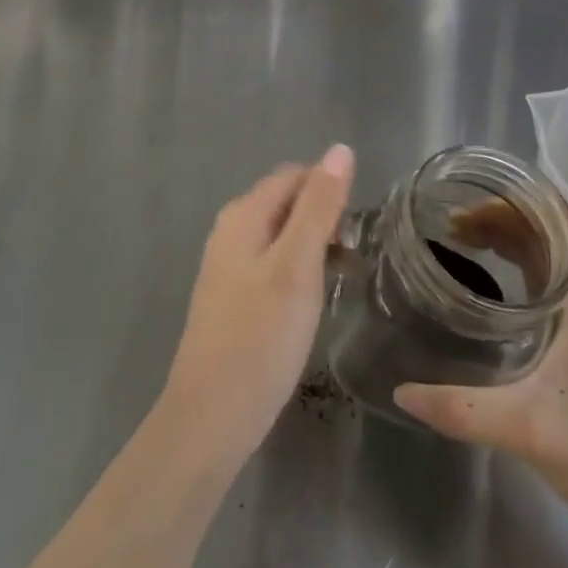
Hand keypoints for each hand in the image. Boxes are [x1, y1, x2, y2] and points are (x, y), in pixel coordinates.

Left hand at [160, 145, 354, 469]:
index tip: (356, 230)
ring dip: (314, 245)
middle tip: (352, 257)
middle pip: (287, 202)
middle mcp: (231, 230)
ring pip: (282, 235)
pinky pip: (273, 263)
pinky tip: (312, 300)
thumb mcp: (298, 266)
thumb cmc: (260, 337)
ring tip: (341, 277)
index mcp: (243, 215)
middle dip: (324, 218)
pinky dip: (298, 270)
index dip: (330, 191)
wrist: (210, 418)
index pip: (295, 175)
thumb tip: (340, 149)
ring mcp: (228, 266)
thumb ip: (319, 206)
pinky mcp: (232, 297)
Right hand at [393, 208, 567, 533]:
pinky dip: (518, 271)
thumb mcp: (528, 429)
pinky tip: (489, 288)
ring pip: (551, 258)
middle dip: (505, 217)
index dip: (528, 199)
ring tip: (463, 243)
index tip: (477, 201)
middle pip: (553, 232)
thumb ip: (462, 409)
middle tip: (453, 225)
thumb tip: (400, 392)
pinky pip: (548, 287)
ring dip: (511, 242)